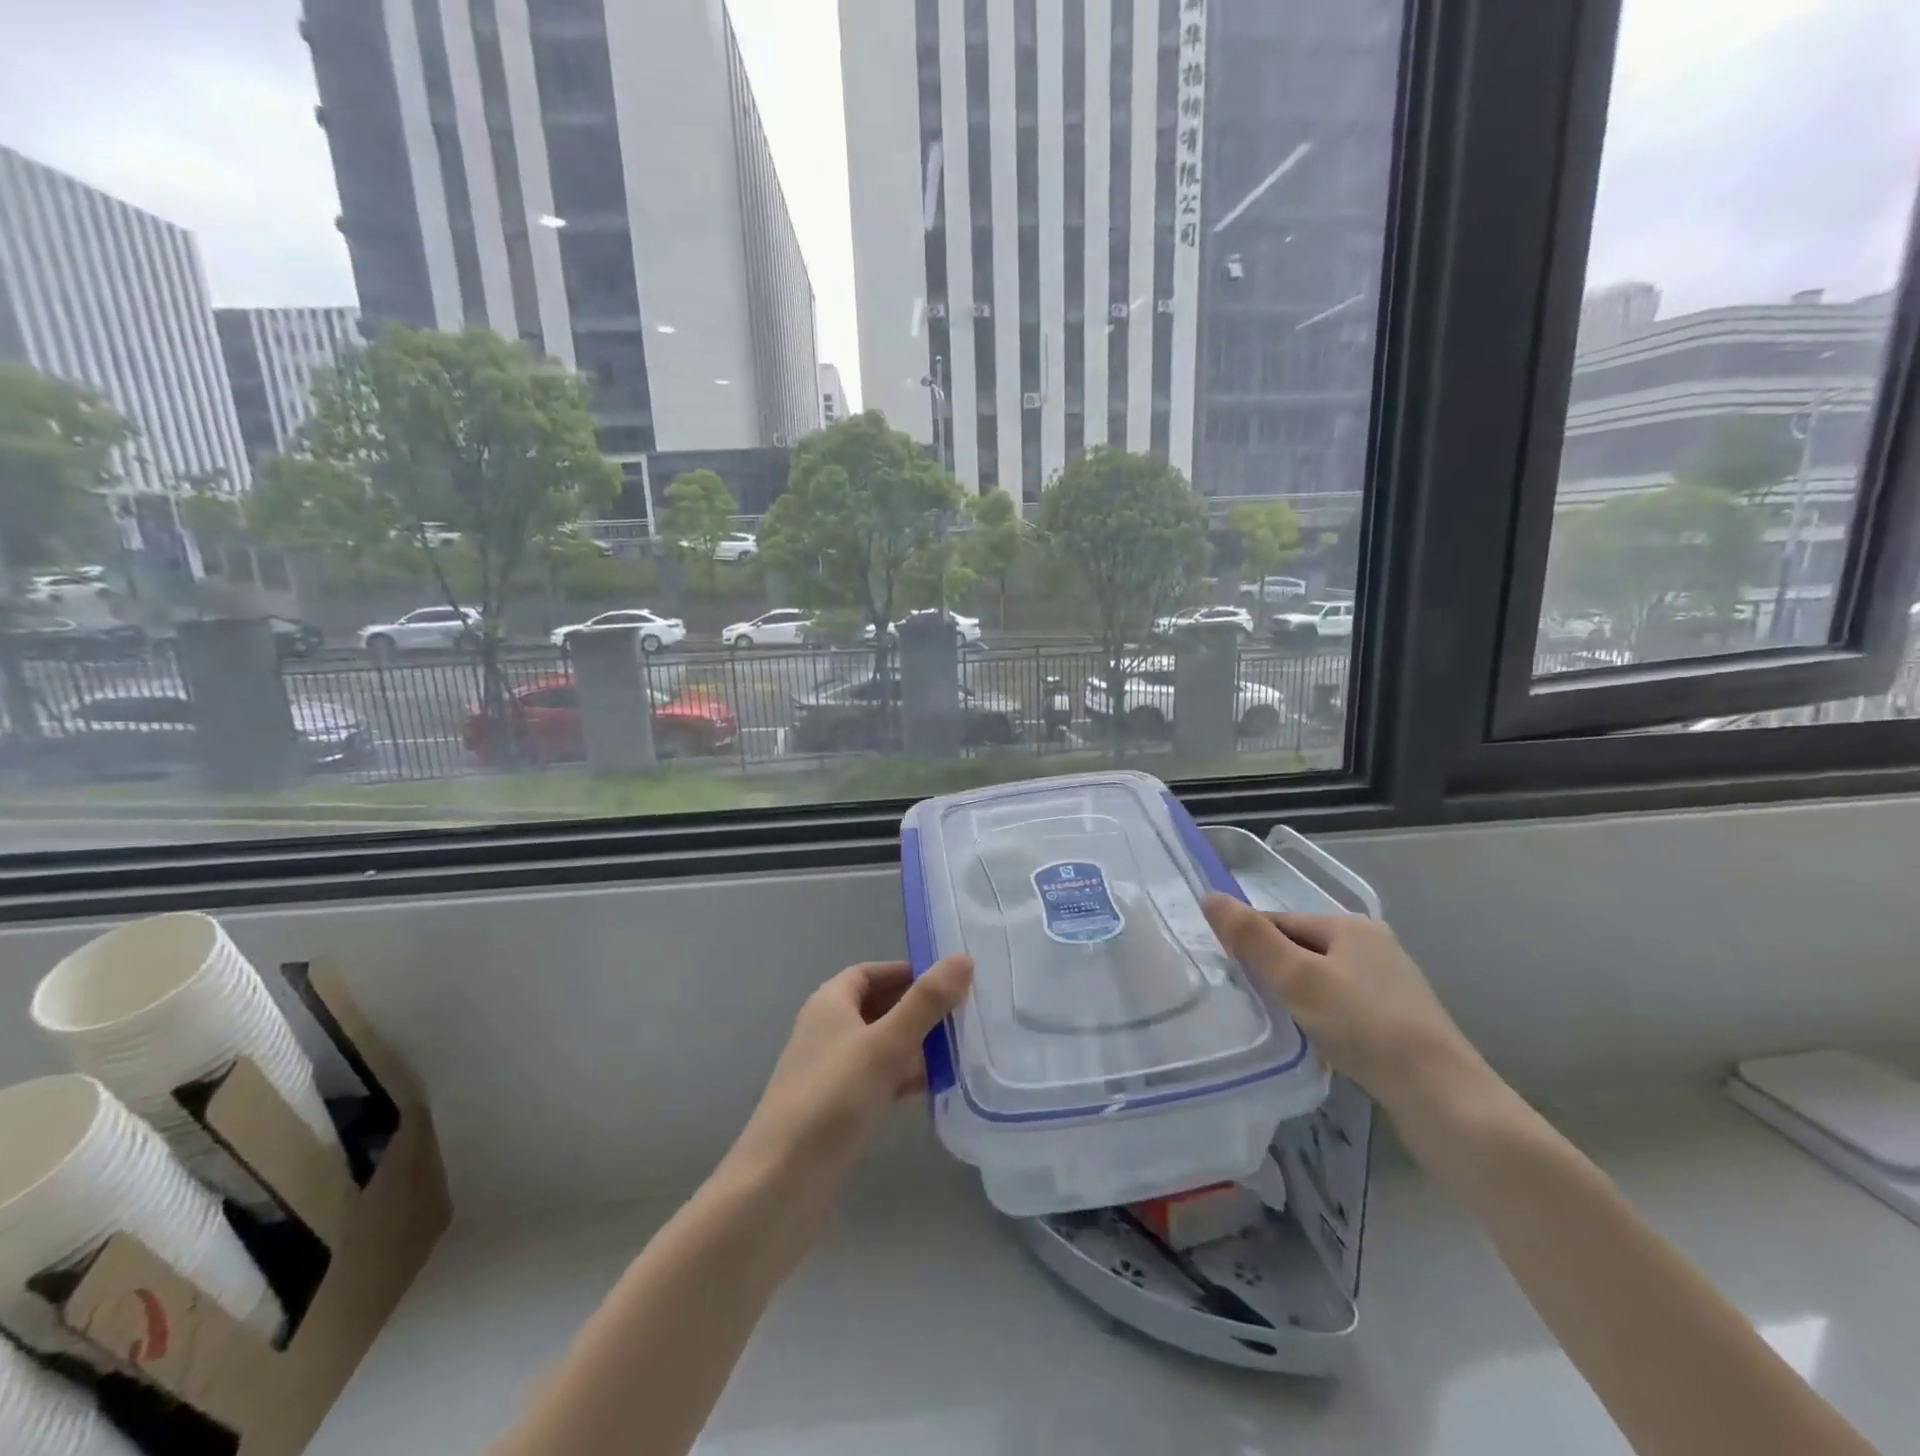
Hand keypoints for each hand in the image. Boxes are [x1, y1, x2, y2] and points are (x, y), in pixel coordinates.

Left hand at [723, 956, 973, 1201]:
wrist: (780, 1184)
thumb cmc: (832, 1099)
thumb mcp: (885, 1044)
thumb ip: (925, 1002)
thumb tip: (962, 958)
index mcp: (829, 1003)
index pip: (870, 973)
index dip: (906, 972)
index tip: (947, 981)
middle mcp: (827, 1031)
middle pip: (877, 1008)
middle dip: (917, 1010)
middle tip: (963, 1016)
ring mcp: (830, 1072)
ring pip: (880, 1046)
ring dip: (915, 1046)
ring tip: (961, 1052)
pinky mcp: (837, 1110)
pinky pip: (877, 1080)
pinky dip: (904, 1078)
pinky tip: (935, 1089)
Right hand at [1202, 896, 1491, 1120]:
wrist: (1444, 1100)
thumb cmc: (1364, 1027)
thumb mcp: (1297, 978)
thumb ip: (1252, 938)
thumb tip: (1209, 897)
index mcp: (1351, 925)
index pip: (1280, 921)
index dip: (1249, 943)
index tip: (1225, 974)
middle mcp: (1374, 946)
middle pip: (1301, 948)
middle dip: (1272, 972)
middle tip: (1245, 1001)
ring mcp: (1390, 985)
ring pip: (1321, 980)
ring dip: (1295, 997)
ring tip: (1275, 1024)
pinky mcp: (1399, 1021)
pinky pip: (1342, 1006)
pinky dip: (1321, 1018)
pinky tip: (1313, 1042)